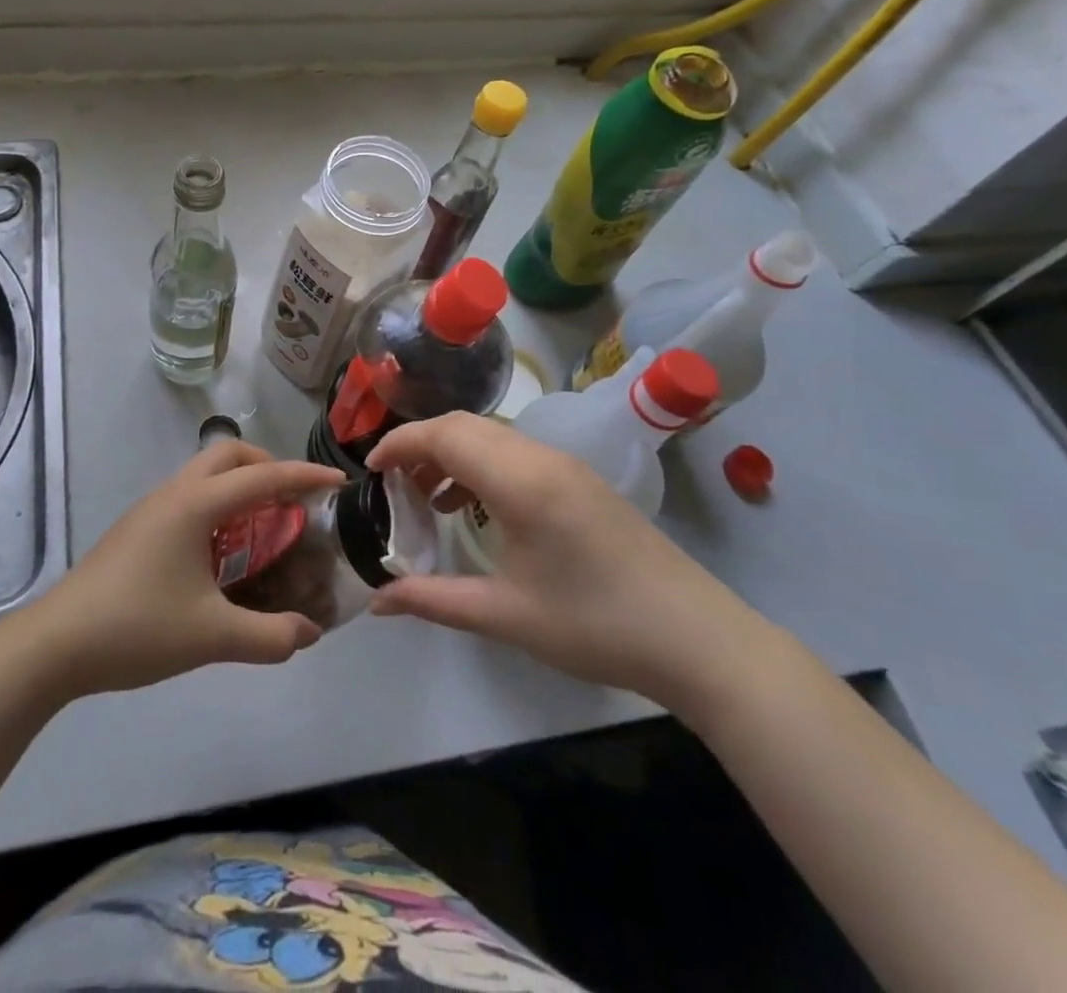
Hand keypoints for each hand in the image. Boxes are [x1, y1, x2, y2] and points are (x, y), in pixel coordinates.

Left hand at [22, 441, 344, 695]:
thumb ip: (269, 636)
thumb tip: (309, 634)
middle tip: (293, 503)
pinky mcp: (136, 530)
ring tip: (264, 529)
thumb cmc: (136, 627)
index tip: (338, 481)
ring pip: (204, 475)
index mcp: (194, 505)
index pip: (262, 476)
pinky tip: (222, 554)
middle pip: (227, 455)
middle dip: (266, 467)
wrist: (55, 644)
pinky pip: (189, 499)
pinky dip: (217, 507)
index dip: (304, 476)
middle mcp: (173, 494)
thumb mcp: (212, 636)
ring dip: (239, 487)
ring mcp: (150, 510)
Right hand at [365, 413, 760, 708]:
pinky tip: (472, 510)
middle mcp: (542, 458)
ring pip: (491, 436)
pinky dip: (480, 466)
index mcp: (522, 482)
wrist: (698, 641)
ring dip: (451, 454)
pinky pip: (515, 453)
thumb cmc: (597, 627)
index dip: (400, 443)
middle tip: (391, 485)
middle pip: (465, 425)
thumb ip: (434, 600)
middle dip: (420, 445)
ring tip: (424, 499)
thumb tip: (376, 603)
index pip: (445, 435)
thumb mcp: (507, 616)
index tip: (369, 469)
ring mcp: (566, 466)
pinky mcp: (580, 481)